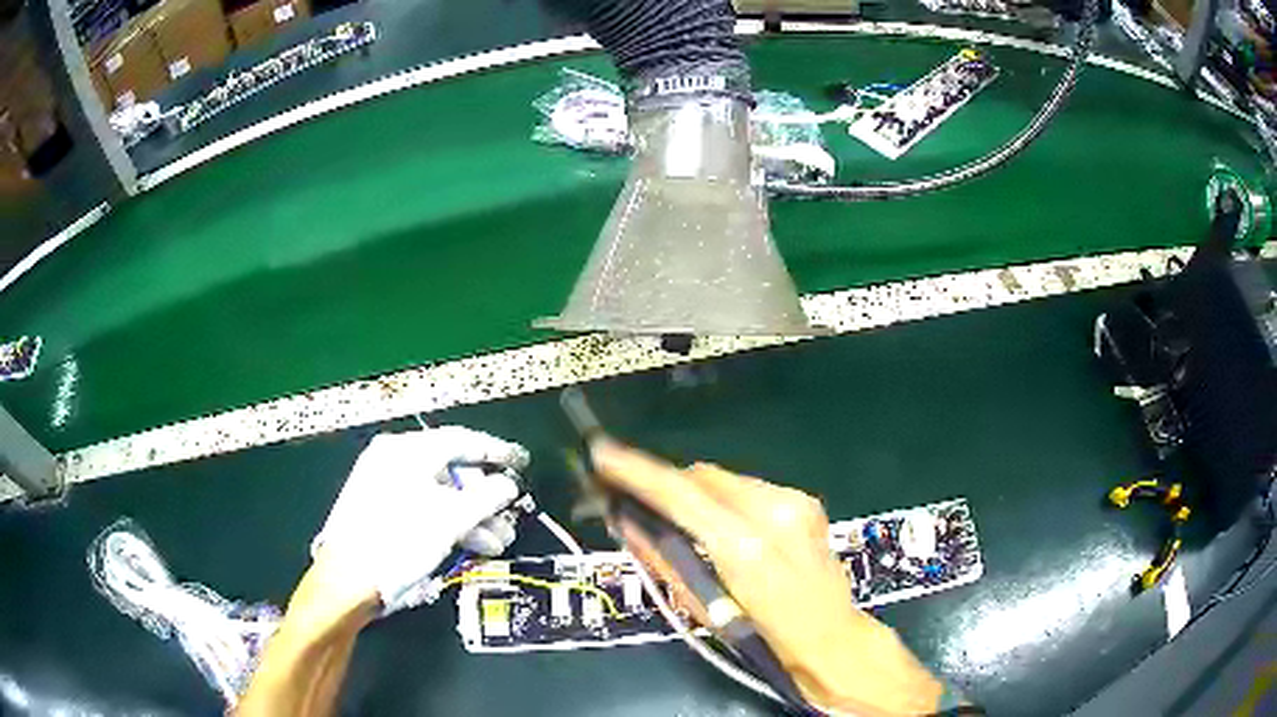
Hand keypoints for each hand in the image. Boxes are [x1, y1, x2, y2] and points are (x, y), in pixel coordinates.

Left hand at [312, 427, 527, 614]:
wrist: (348, 579)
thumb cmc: (399, 540)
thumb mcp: (450, 518)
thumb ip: (486, 497)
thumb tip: (508, 485)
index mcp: (406, 450)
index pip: (461, 440)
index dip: (496, 451)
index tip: (521, 462)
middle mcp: (394, 460)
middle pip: (450, 471)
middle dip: (484, 499)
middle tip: (508, 518)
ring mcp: (384, 485)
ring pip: (439, 494)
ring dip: (471, 517)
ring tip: (496, 542)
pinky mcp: (380, 511)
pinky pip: (424, 509)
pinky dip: (448, 524)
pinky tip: (471, 545)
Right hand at [593, 439, 943, 715]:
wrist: (830, 638)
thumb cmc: (763, 637)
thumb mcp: (703, 606)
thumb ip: (663, 559)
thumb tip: (628, 522)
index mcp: (744, 547)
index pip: (680, 493)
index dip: (636, 471)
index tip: (603, 454)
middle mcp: (774, 511)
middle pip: (702, 476)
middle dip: (668, 485)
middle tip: (639, 500)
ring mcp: (796, 502)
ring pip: (726, 481)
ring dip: (698, 495)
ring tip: (688, 524)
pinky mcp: (806, 502)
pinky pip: (750, 489)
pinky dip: (727, 501)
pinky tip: (727, 529)